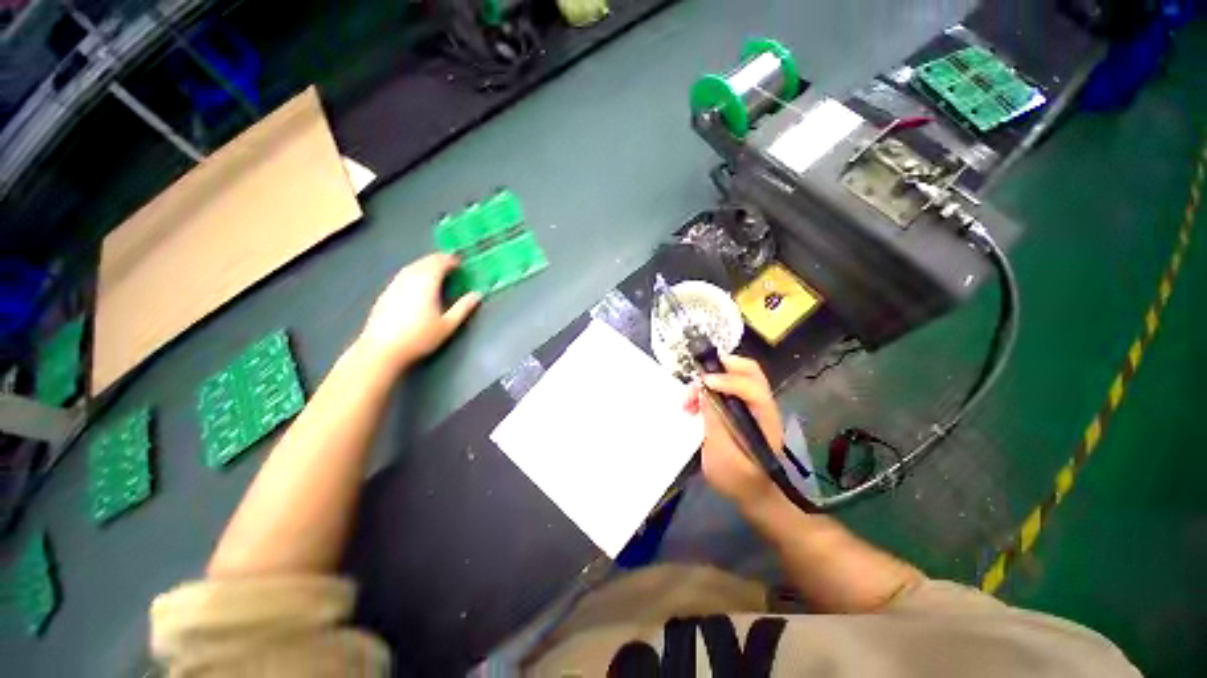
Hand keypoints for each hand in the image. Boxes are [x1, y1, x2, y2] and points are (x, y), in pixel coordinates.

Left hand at [359, 254, 480, 371]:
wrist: (382, 350)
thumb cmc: (419, 338)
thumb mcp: (447, 325)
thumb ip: (463, 307)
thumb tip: (478, 294)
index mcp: (426, 284)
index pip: (439, 263)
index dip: (450, 260)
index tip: (460, 263)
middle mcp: (409, 279)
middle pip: (424, 262)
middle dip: (438, 260)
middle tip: (450, 263)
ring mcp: (395, 285)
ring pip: (411, 267)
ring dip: (425, 264)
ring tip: (436, 269)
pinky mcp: (386, 293)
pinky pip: (403, 274)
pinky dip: (414, 271)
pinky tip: (416, 281)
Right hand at [684, 355, 783, 508]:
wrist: (752, 494)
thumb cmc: (739, 480)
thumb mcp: (723, 456)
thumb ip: (715, 422)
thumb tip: (705, 392)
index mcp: (764, 417)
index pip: (751, 386)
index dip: (727, 380)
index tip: (702, 384)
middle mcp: (760, 405)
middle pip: (747, 370)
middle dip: (719, 368)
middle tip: (696, 380)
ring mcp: (751, 405)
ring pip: (733, 375)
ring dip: (709, 380)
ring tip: (688, 400)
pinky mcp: (739, 409)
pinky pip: (725, 388)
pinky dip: (708, 390)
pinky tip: (694, 405)